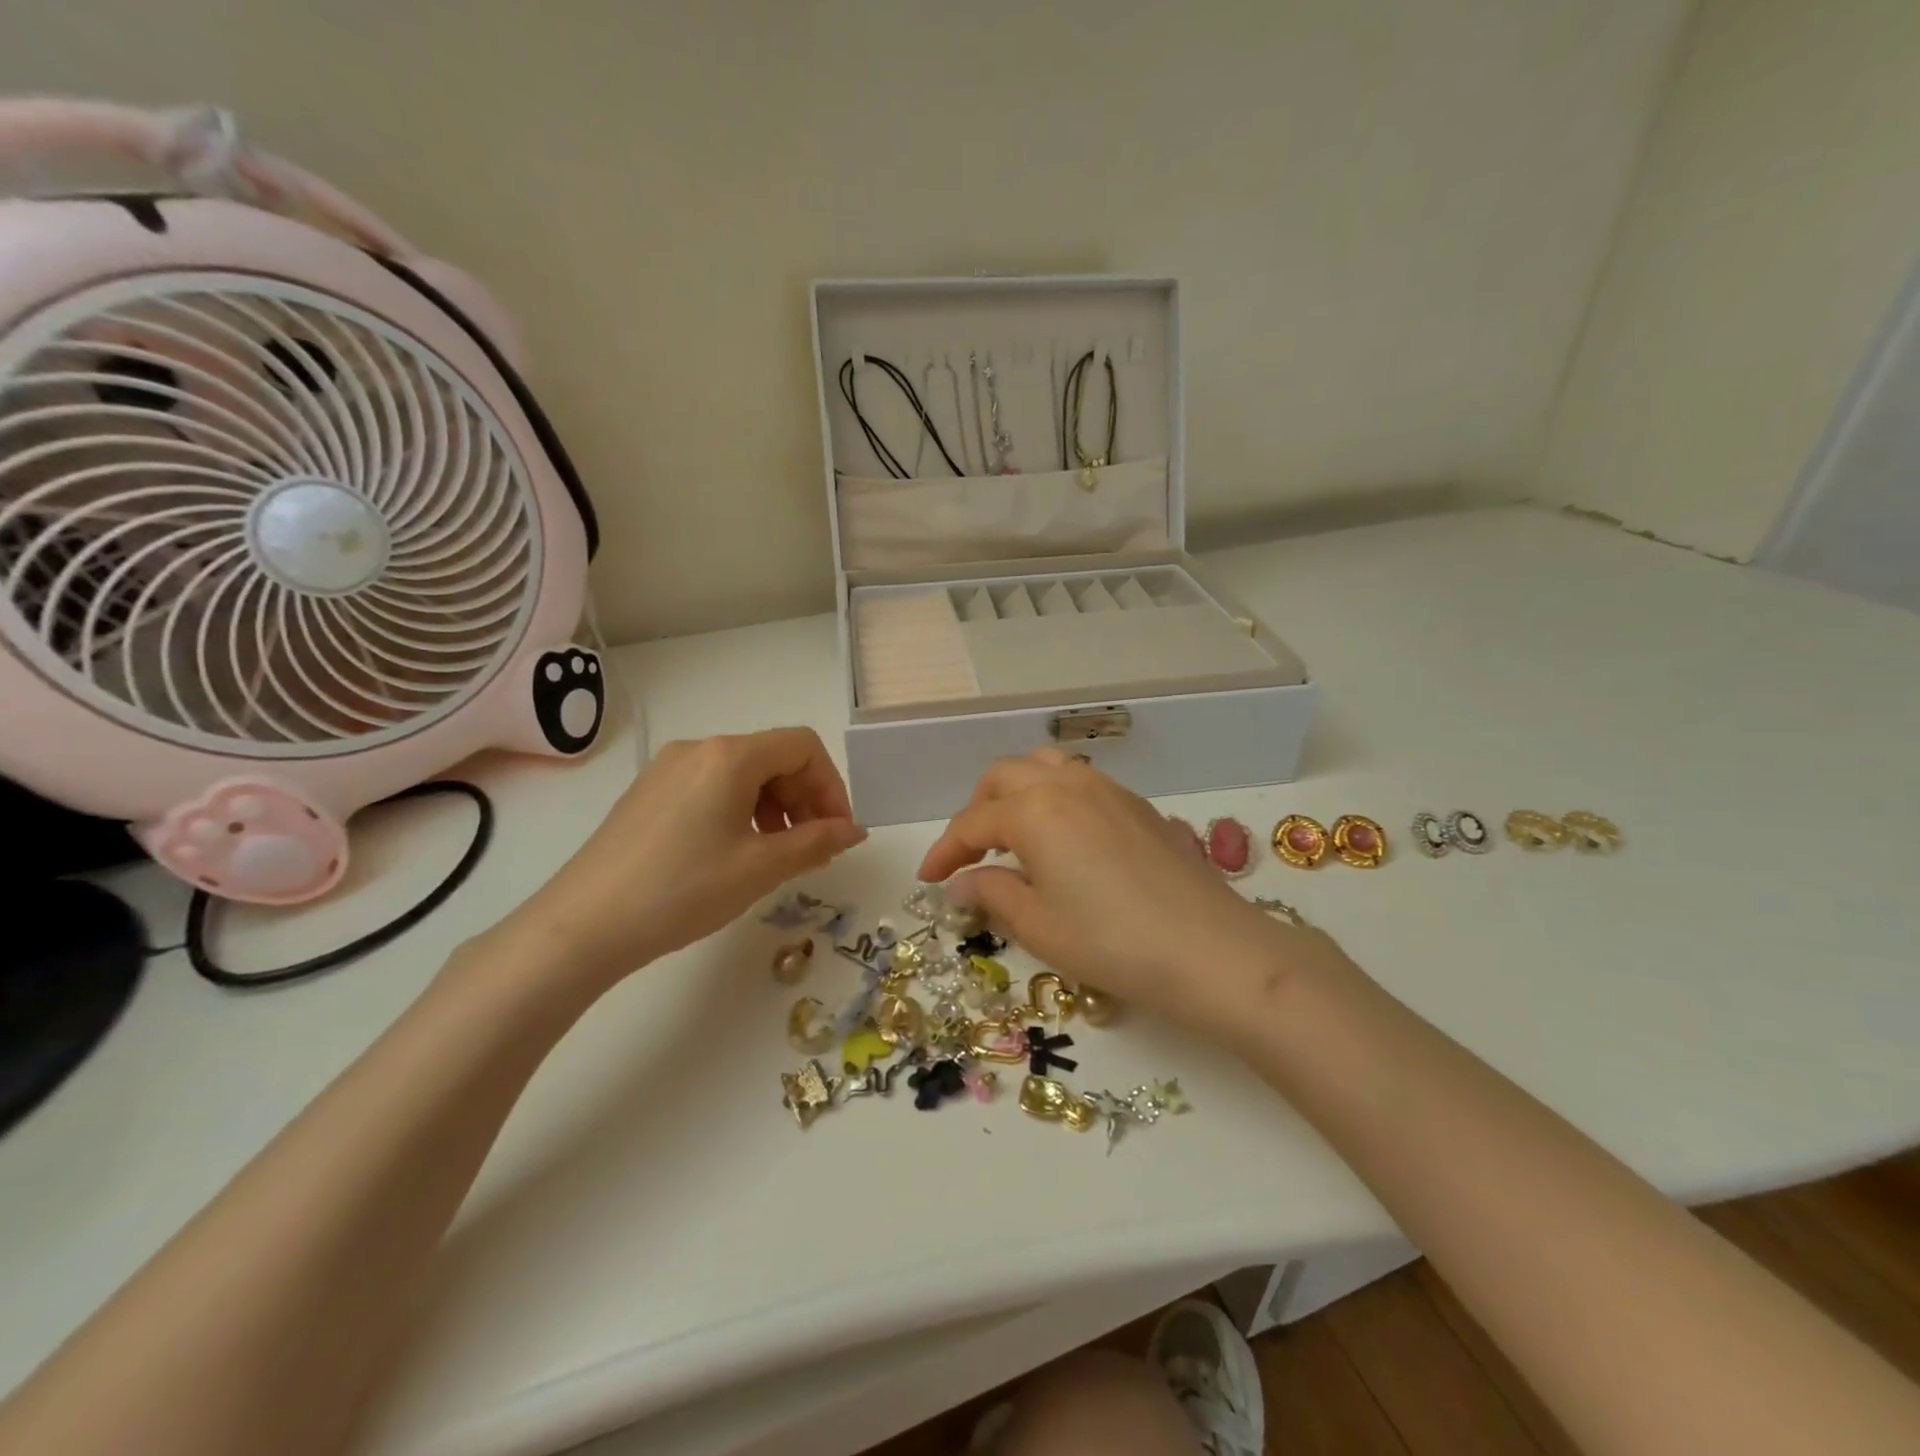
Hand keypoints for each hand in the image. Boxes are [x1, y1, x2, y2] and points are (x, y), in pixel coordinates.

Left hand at [511, 728, 865, 986]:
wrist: (581, 926)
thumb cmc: (682, 891)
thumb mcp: (760, 868)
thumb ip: (816, 842)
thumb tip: (853, 830)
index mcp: (729, 756)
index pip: (803, 746)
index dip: (831, 786)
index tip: (837, 832)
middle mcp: (698, 749)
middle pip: (773, 756)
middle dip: (805, 798)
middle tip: (813, 849)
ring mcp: (668, 769)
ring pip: (743, 773)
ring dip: (775, 806)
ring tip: (778, 855)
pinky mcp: (649, 793)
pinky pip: (712, 787)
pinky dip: (741, 810)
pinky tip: (736, 852)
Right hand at [918, 751, 1337, 1034]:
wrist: (1210, 950)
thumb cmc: (1112, 942)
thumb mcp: (1039, 926)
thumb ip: (992, 894)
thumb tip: (961, 883)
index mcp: (1034, 810)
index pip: (972, 822)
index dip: (944, 850)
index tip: (927, 878)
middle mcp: (1067, 784)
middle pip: (1004, 776)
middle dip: (977, 809)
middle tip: (970, 854)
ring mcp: (1108, 789)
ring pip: (1046, 767)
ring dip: (1017, 792)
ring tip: (1012, 834)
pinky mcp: (1139, 804)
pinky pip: (1081, 782)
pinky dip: (1055, 797)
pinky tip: (1063, 838)